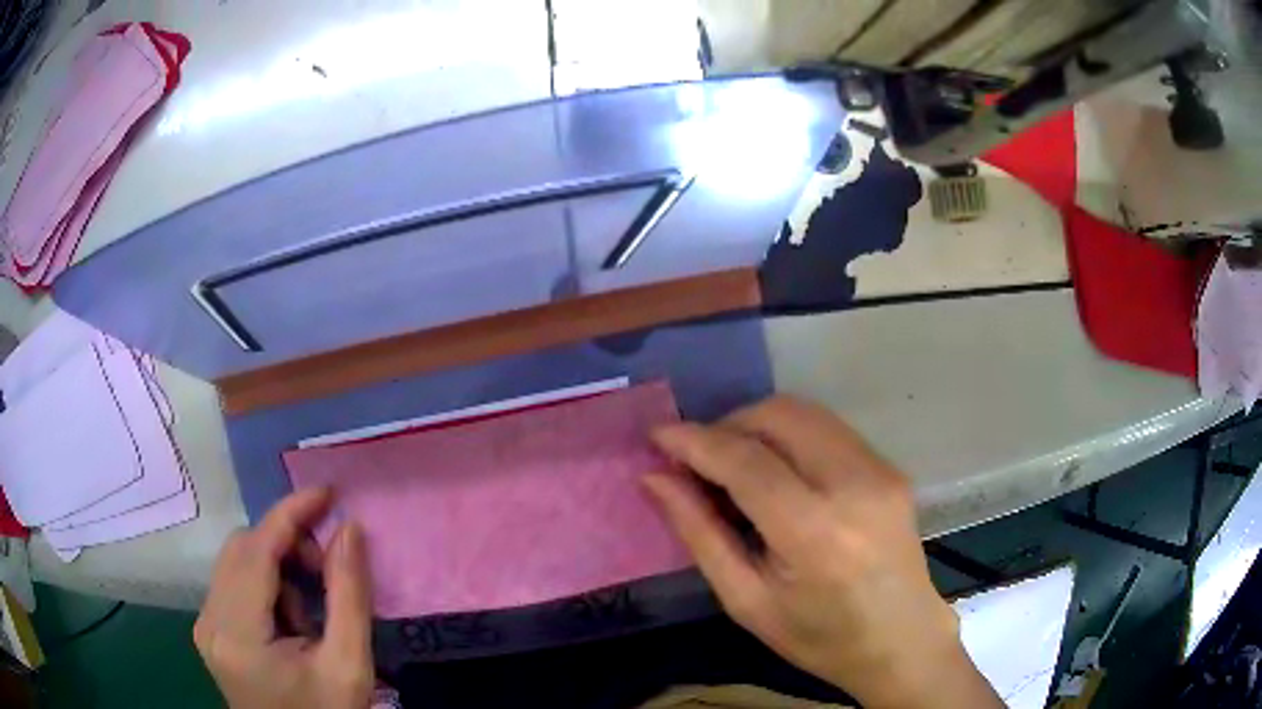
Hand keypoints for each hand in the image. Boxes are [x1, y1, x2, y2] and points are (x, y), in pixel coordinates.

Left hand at [195, 489, 373, 708]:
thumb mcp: (349, 665)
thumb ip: (349, 595)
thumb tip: (349, 529)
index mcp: (238, 634)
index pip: (256, 551)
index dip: (291, 514)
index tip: (328, 494)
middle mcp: (210, 621)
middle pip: (242, 549)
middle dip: (287, 545)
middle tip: (327, 570)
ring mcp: (205, 625)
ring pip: (236, 562)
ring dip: (277, 566)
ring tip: (310, 608)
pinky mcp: (210, 630)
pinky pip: (233, 582)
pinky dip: (265, 584)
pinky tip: (289, 618)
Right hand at [645, 396, 1001, 708]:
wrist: (901, 641)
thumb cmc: (819, 637)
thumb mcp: (746, 601)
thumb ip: (699, 534)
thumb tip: (655, 479)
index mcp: (814, 532)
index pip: (744, 460)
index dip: (694, 441)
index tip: (657, 435)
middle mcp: (854, 484)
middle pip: (778, 416)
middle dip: (728, 424)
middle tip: (698, 460)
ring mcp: (880, 470)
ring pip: (805, 413)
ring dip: (758, 426)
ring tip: (733, 465)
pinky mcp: (890, 467)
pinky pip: (828, 430)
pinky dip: (790, 437)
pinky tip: (777, 472)